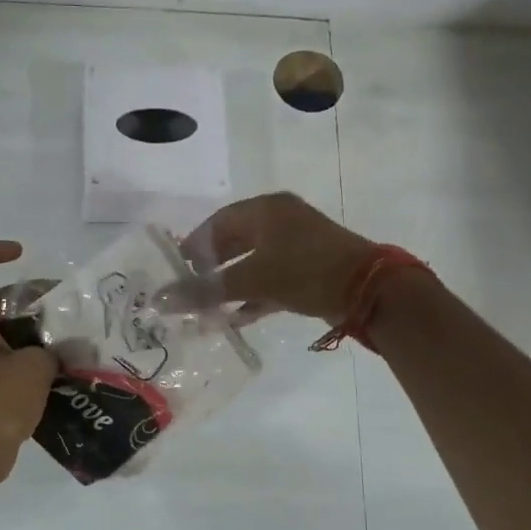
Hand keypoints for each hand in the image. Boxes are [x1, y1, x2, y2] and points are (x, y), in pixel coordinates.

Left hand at [0, 241, 56, 492]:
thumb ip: (52, 350)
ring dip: (43, 333)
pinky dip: (41, 361)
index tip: (21, 254)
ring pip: (14, 333)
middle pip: (0, 301)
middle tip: (68, 307)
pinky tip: (71, 370)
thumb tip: (62, 353)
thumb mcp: (33, 368)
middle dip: (34, 298)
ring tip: (77, 339)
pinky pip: (19, 361)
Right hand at [178, 193, 380, 322]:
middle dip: (211, 269)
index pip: (217, 223)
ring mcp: (297, 245)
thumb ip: (206, 290)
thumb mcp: (252, 280)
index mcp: (266, 210)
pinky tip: (235, 319)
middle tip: (189, 291)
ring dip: (230, 286)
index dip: (194, 246)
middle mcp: (280, 221)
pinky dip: (253, 296)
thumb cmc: (306, 271)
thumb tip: (161, 300)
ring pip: (252, 263)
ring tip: (207, 310)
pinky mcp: (309, 269)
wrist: (370, 291)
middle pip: (234, 242)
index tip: (176, 270)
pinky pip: (270, 279)